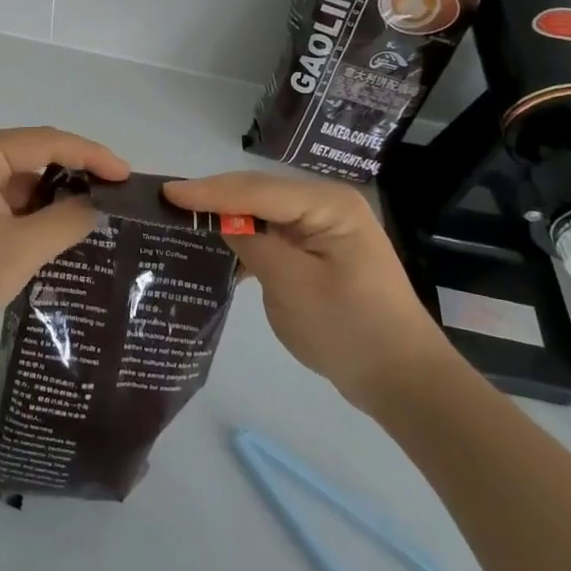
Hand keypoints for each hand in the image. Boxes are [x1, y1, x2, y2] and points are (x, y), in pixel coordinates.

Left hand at [0, 127, 129, 349]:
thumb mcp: (20, 249)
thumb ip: (66, 222)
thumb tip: (97, 207)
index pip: (48, 141)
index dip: (92, 155)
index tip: (127, 176)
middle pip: (36, 154)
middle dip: (76, 173)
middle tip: (116, 195)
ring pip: (24, 179)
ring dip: (56, 196)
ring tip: (97, 214)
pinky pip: (9, 199)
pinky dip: (35, 213)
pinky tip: (60, 231)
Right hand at [163, 172, 452, 412]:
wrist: (404, 381)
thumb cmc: (350, 330)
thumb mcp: (292, 286)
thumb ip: (252, 245)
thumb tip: (218, 222)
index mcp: (328, 204)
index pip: (255, 189)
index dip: (208, 191)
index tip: (166, 192)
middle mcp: (326, 205)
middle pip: (258, 194)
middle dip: (214, 198)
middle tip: (166, 202)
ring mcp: (324, 228)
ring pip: (262, 213)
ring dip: (227, 219)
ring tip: (182, 221)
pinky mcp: (319, 251)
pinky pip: (274, 234)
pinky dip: (246, 240)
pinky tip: (218, 251)